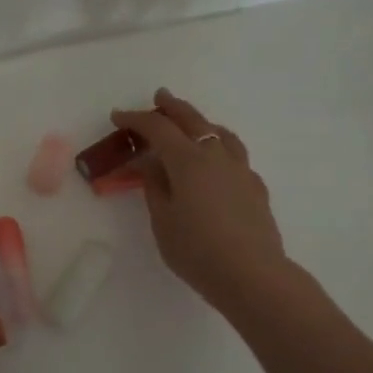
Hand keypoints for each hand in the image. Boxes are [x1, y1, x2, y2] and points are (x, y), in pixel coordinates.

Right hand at [111, 89, 302, 315]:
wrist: (252, 275)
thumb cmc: (197, 250)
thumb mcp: (162, 220)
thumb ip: (155, 187)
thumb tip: (152, 164)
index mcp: (188, 161)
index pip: (158, 128)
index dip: (136, 119)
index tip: (118, 117)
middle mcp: (216, 156)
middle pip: (192, 120)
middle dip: (172, 107)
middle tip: (159, 97)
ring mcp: (240, 169)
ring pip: (220, 133)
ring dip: (201, 122)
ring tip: (191, 124)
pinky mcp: (254, 186)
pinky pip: (234, 154)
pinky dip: (219, 146)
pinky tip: (215, 163)